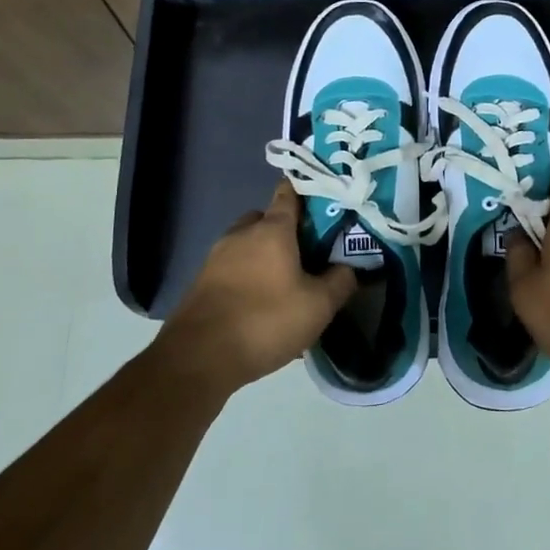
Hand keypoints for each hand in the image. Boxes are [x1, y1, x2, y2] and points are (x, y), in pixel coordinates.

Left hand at [158, 181, 357, 395]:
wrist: (199, 356)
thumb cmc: (266, 320)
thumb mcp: (319, 305)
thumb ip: (340, 281)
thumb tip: (350, 267)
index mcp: (272, 229)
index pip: (289, 193)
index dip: (307, 194)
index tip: (325, 204)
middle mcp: (241, 234)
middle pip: (266, 219)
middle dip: (286, 231)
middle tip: (308, 255)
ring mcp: (217, 256)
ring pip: (248, 245)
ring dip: (265, 257)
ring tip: (286, 285)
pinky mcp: (202, 281)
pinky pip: (233, 269)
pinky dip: (248, 278)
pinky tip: (261, 307)